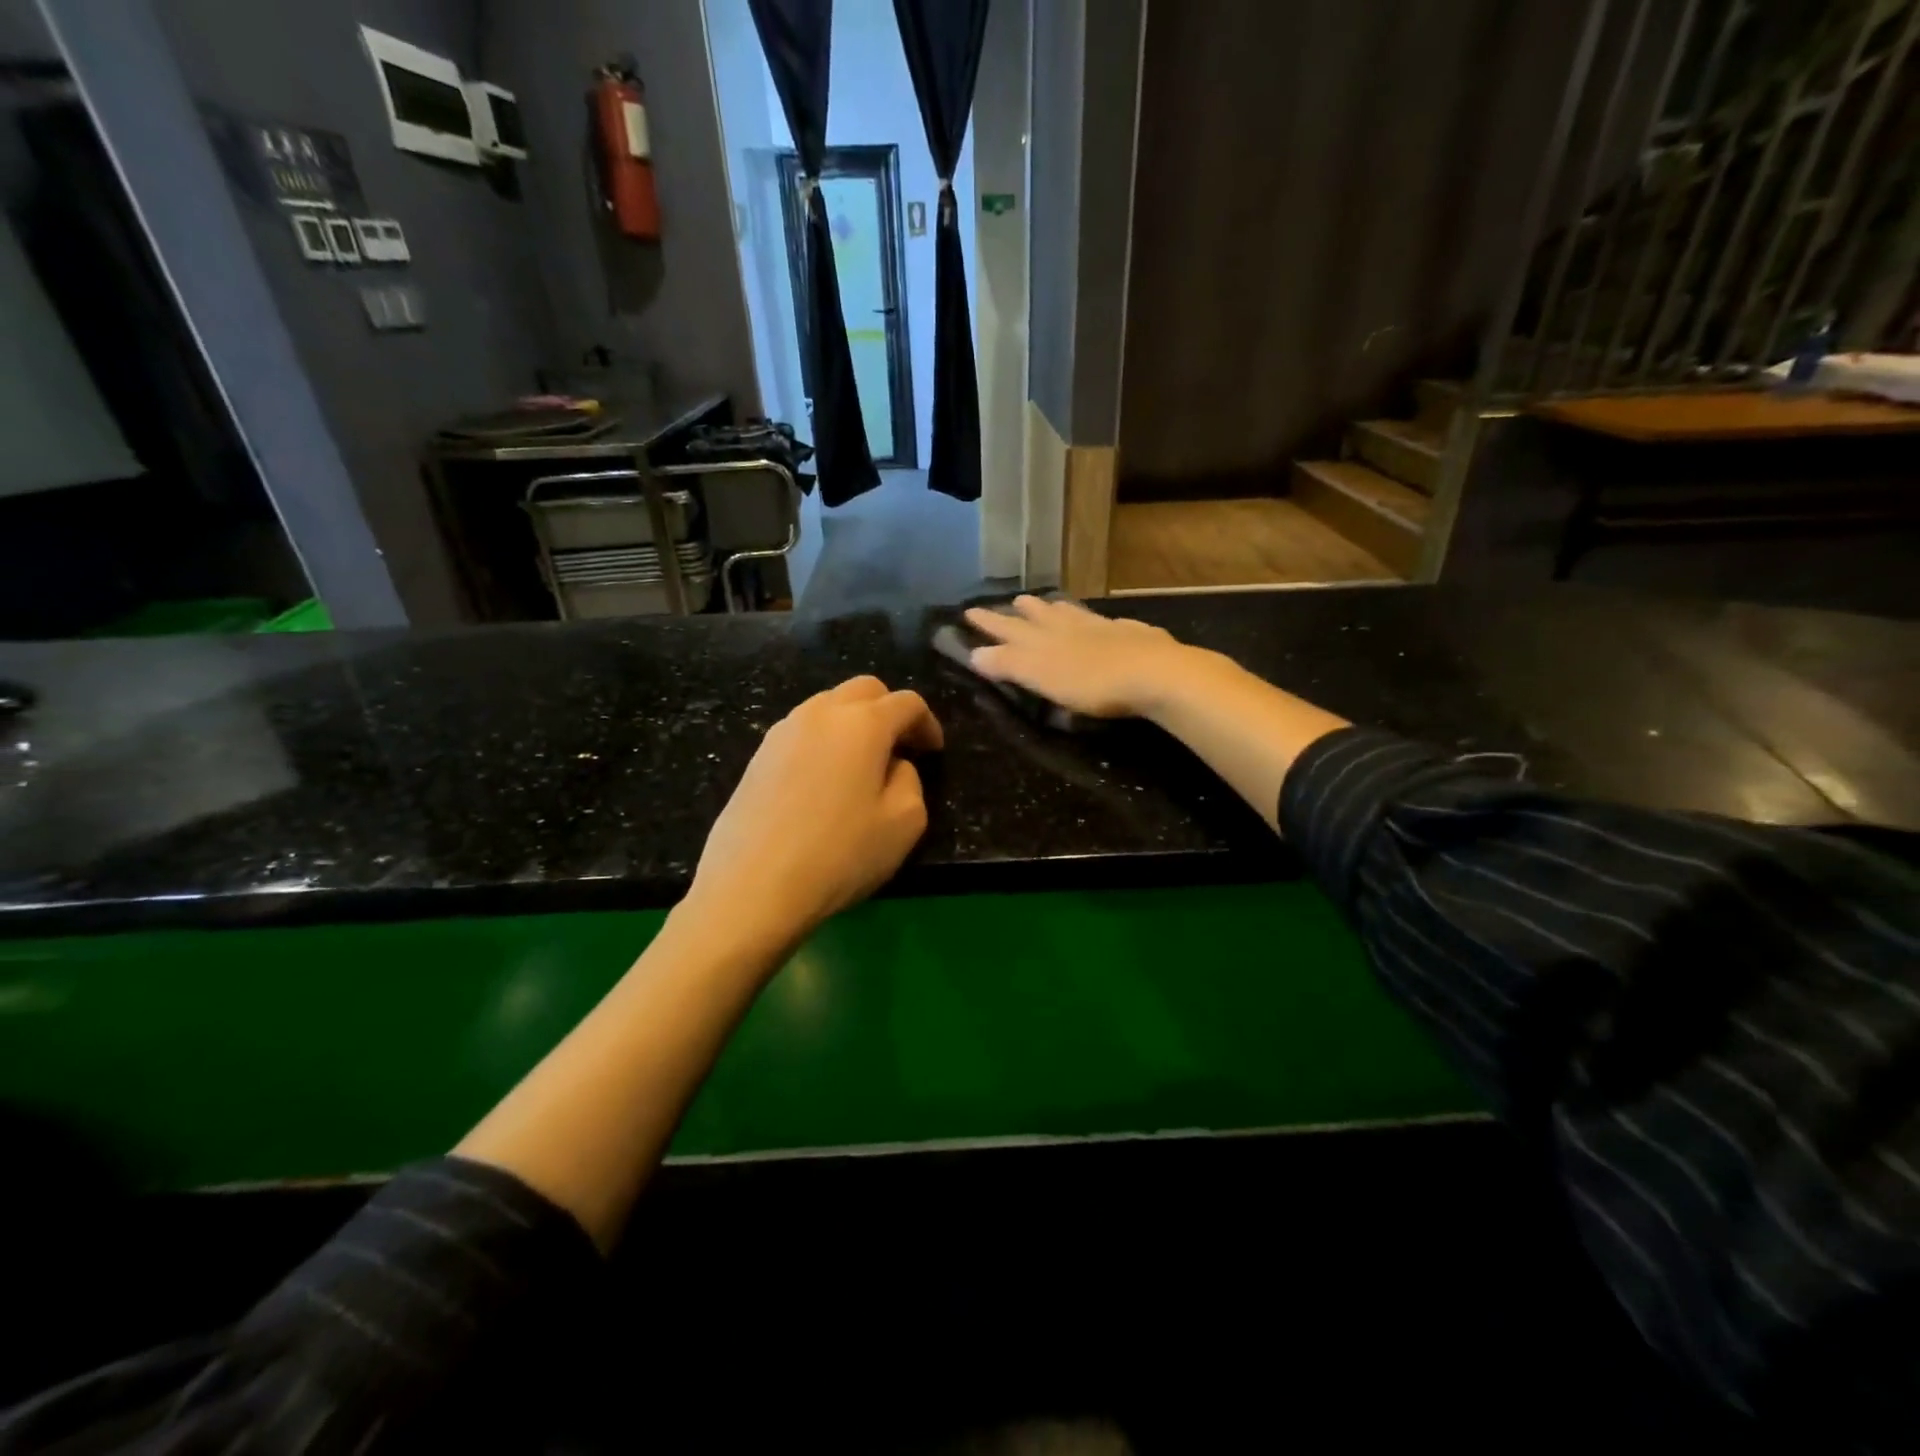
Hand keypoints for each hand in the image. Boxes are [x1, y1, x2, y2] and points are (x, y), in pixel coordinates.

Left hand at [685, 676, 943, 947]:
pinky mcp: (758, 755)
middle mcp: (821, 712)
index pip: (907, 702)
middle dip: (890, 710)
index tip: (933, 752)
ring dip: (854, 722)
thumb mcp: (905, 823)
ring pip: (829, 705)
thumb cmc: (840, 855)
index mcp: (863, 723)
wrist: (752, 886)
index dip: (928, 723)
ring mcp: (783, 730)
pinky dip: (824, 740)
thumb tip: (892, 765)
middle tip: (901, 748)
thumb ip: (910, 780)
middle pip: (865, 690)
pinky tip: (824, 780)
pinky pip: (802, 730)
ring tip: (861, 764)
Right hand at [964, 595, 1206, 718]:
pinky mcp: (1132, 635)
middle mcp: (1070, 627)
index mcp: (1045, 640)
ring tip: (1048, 603)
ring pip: (1073, 614)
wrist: (1153, 673)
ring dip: (1056, 610)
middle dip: (1022, 611)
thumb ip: (1009, 664)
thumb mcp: (1041, 676)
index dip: (989, 623)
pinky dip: (1096, 620)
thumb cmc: (1091, 682)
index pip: (1009, 629)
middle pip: (1041, 616)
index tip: (970, 611)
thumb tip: (975, 653)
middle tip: (1012, 601)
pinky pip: (1107, 622)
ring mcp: (1103, 627)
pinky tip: (1104, 622)